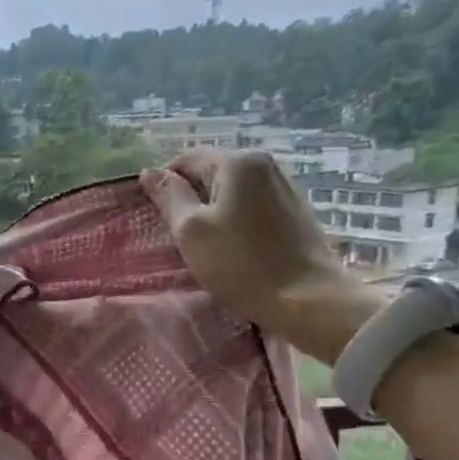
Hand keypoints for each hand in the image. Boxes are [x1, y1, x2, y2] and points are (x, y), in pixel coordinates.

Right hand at [142, 150, 388, 364]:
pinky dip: (238, 219)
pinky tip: (235, 247)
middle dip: (192, 198)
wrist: (309, 300)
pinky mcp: (298, 211)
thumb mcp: (191, 231)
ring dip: (215, 210)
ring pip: (235, 191)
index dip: (166, 184)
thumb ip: (169, 197)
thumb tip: (149, 172)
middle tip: (179, 234)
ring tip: (206, 243)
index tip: (156, 215)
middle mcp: (266, 164)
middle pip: (213, 173)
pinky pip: (255, 206)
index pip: (187, 160)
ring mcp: (286, 186)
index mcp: (238, 162)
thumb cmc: (241, 264)